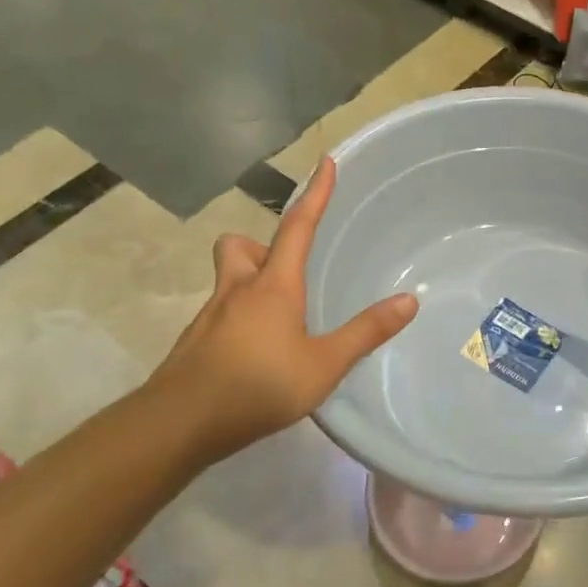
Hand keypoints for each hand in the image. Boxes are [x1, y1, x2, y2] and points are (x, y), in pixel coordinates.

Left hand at [143, 158, 416, 455]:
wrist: (178, 424)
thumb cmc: (257, 386)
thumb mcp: (324, 365)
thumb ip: (366, 332)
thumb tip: (409, 301)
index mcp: (274, 286)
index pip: (298, 226)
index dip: (314, 193)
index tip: (324, 162)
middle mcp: (238, 290)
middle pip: (240, 246)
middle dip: (261, 245)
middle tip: (285, 269)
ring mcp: (210, 316)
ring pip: (228, 279)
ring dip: (250, 282)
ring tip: (278, 317)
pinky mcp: (195, 343)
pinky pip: (220, 314)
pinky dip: (240, 319)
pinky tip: (256, 354)